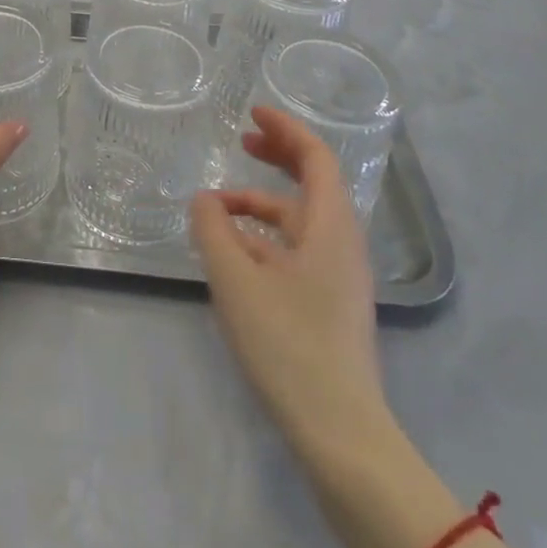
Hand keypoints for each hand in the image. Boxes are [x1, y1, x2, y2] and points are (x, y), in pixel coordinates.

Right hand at [190, 106, 392, 453]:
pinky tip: (234, 253)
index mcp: (330, 227)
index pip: (316, 157)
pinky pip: (297, 250)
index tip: (252, 112)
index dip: (285, 129)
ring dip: (262, 203)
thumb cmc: (289, 346)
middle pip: (313, 182)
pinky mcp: (330, 304)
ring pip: (300, 220)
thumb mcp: (236, 280)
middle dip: (277, 156)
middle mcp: (342, 243)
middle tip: (242, 139)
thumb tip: (204, 200)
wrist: (341, 436)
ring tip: (216, 209)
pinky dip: (265, 237)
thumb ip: (213, 229)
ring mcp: (339, 276)